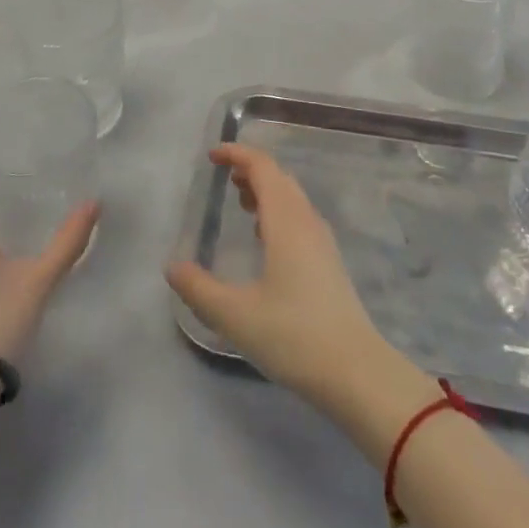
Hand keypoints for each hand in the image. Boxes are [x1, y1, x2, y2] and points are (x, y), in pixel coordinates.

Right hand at [165, 143, 400, 407]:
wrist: (356, 372)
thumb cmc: (294, 336)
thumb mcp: (235, 316)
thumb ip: (199, 290)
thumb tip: (172, 267)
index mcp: (285, 221)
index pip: (262, 167)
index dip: (237, 154)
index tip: (212, 156)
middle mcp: (306, 221)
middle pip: (279, 178)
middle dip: (250, 170)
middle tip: (224, 178)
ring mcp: (322, 241)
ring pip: (292, 198)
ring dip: (265, 191)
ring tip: (240, 203)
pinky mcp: (329, 262)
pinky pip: (300, 218)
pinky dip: (278, 213)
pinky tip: (266, 240)